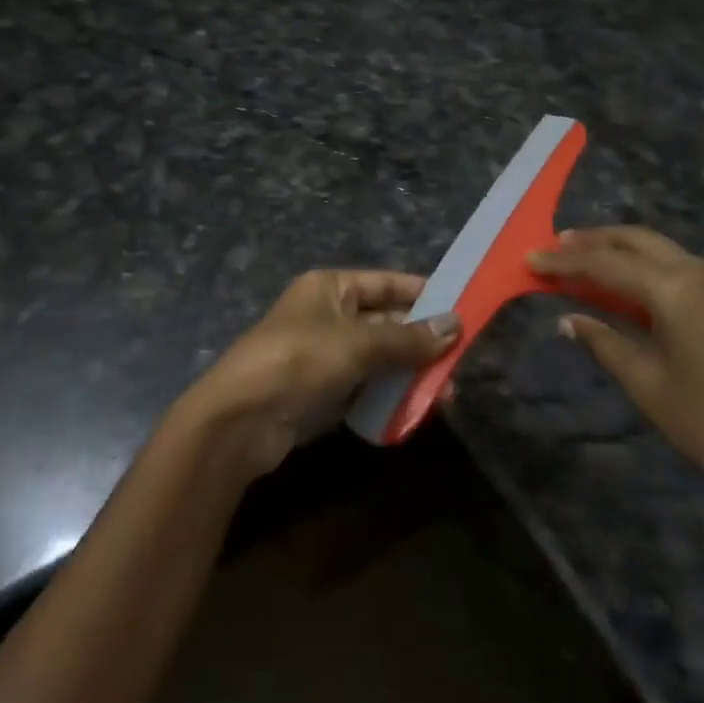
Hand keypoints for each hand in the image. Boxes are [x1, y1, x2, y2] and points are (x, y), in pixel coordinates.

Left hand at [183, 270, 459, 474]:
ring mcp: (325, 355)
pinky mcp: (323, 391)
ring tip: (448, 395)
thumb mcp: (357, 344)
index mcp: (331, 287)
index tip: (463, 307)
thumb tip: (456, 325)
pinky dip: (390, 396)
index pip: (386, 283)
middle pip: (386, 322)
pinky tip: (417, 410)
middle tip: (462, 362)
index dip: (422, 293)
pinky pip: (366, 387)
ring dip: (411, 373)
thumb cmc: (299, 361)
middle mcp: (329, 315)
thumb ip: (408, 338)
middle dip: (422, 341)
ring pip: (380, 358)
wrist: (240, 419)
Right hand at [529, 227, 703, 507]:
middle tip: (559, 243)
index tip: (530, 259)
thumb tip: (569, 320)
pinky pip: (690, 270)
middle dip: (596, 239)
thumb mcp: (650, 386)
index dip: (564, 261)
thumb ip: (605, 344)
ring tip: (593, 260)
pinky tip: (643, 288)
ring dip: (626, 250)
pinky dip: (655, 268)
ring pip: (667, 251)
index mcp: (676, 289)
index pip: (605, 264)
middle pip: (639, 240)